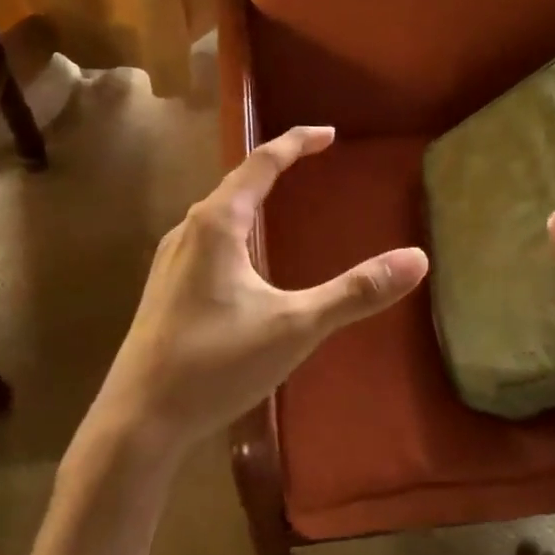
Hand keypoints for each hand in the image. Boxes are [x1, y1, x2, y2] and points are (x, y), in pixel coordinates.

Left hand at [90, 126, 428, 458]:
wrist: (137, 421)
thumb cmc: (216, 364)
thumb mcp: (295, 327)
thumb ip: (354, 292)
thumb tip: (417, 259)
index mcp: (217, 223)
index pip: (262, 162)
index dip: (297, 142)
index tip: (329, 133)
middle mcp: (188, 229)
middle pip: (237, 182)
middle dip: (276, 166)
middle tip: (311, 161)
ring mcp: (170, 259)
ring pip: (217, 212)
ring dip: (251, 197)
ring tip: (280, 201)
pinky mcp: (164, 287)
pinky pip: (207, 238)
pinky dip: (235, 227)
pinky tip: (244, 260)